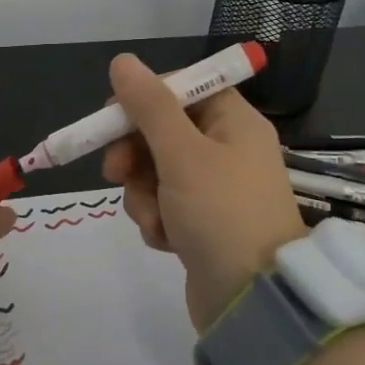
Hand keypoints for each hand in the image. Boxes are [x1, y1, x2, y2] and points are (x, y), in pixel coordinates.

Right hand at [100, 53, 307, 332]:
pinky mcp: (202, 223)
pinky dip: (157, 219)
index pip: (181, 89)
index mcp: (233, 123)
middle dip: (134, 155)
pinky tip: (165, 241)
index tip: (111, 116)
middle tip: (115, 172)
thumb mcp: (181, 154)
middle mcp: (227, 150)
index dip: (144, 99)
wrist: (254, 303)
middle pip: (162, 131)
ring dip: (143, 194)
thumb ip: (149, 106)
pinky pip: (164, 205)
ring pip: (155, 171)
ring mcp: (215, 189)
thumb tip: (123, 61)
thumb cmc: (221, 214)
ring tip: (155, 219)